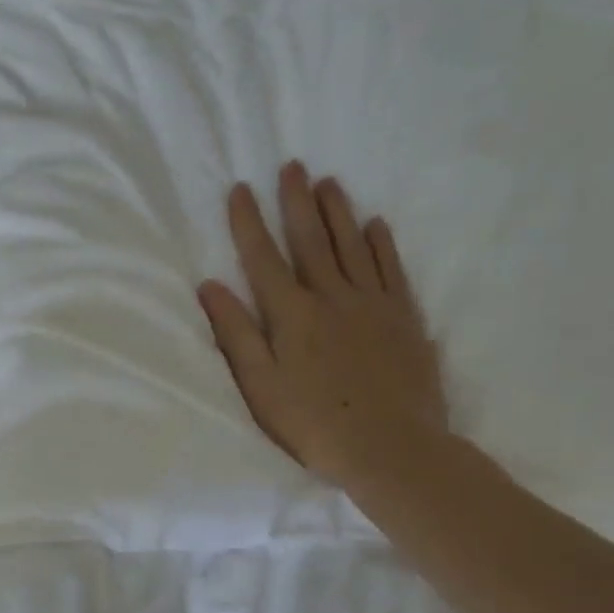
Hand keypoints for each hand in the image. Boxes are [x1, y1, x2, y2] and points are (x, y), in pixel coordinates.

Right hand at [198, 162, 449, 498]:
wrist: (390, 447)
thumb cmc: (314, 424)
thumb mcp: (260, 386)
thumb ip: (236, 334)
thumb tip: (210, 286)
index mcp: (291, 315)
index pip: (263, 258)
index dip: (248, 222)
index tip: (240, 189)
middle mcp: (332, 297)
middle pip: (311, 239)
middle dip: (297, 201)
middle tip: (292, 165)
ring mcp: (372, 304)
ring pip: (352, 245)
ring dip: (338, 211)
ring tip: (329, 182)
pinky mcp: (403, 318)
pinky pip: (390, 269)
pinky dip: (381, 244)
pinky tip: (375, 225)